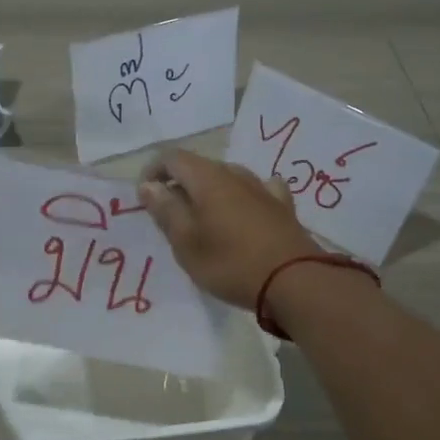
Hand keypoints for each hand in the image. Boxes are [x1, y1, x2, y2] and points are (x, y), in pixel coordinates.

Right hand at [138, 149, 318, 309]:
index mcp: (207, 179)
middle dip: (179, 185)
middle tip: (170, 217)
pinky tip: (245, 209)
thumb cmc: (230, 263)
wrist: (295, 281)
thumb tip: (148, 185)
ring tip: (203, 220)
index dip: (152, 172)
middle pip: (199, 167)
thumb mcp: (186, 242)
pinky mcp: (282, 207)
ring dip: (209, 192)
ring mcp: (262, 188)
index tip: (144, 198)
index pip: (172, 158)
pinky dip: (242, 197)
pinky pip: (256, 190)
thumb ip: (166, 210)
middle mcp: (235, 174)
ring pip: (227, 178)